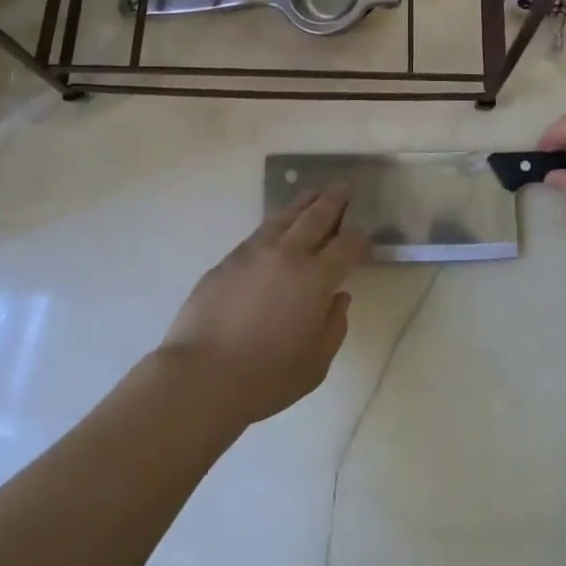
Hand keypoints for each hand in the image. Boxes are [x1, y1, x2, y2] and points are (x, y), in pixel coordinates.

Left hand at [159, 188, 368, 425]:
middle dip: (333, 201)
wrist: (201, 376)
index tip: (363, 234)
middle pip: (316, 217)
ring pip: (285, 216)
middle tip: (343, 187)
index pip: (345, 245)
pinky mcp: (229, 259)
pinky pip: (260, 230)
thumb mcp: (316, 365)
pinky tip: (279, 223)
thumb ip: (334, 326)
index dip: (358, 237)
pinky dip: (277, 221)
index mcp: (315, 279)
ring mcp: (254, 252)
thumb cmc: (266, 377)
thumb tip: (339, 297)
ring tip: (314, 192)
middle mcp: (287, 255)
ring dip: (304, 202)